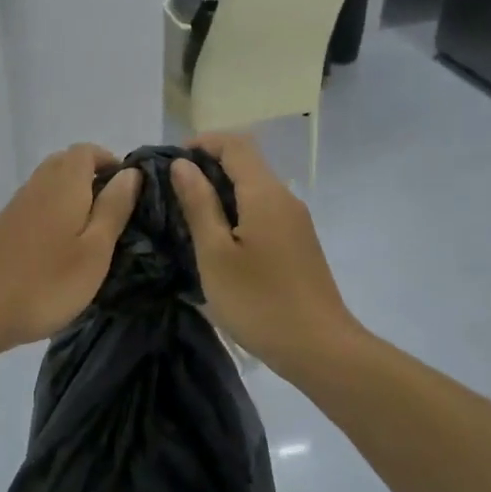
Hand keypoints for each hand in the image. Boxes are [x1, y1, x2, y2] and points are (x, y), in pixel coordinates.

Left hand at [0, 144, 141, 352]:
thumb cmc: (47, 281)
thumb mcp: (95, 249)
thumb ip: (114, 208)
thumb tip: (131, 173)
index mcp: (64, 184)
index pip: (87, 151)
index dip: (110, 161)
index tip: (128, 189)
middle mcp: (38, 184)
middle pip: (66, 162)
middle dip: (92, 176)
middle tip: (113, 210)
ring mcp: (17, 205)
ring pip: (49, 183)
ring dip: (72, 194)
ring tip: (91, 231)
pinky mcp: (4, 226)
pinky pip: (36, 203)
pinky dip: (54, 211)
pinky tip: (60, 245)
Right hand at [169, 133, 362, 368]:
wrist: (320, 348)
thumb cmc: (259, 301)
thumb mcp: (215, 254)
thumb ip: (198, 204)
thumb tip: (183, 165)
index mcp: (264, 193)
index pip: (235, 143)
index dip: (201, 142)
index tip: (171, 162)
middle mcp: (285, 198)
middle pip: (247, 162)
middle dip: (208, 166)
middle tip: (172, 190)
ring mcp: (296, 221)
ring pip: (255, 188)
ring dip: (222, 190)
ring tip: (188, 215)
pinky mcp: (299, 243)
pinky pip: (264, 210)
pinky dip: (237, 211)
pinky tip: (218, 239)